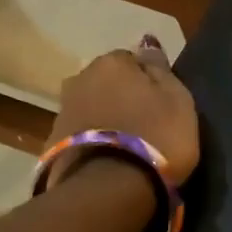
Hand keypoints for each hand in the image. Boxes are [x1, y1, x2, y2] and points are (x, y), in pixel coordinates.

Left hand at [47, 35, 199, 184]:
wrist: (109, 188)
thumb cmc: (156, 137)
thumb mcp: (178, 100)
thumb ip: (161, 70)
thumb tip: (147, 43)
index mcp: (112, 62)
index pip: (132, 59)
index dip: (147, 80)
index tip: (160, 102)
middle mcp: (80, 78)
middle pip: (106, 82)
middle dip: (121, 96)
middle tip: (144, 122)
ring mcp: (62, 111)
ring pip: (91, 106)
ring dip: (105, 118)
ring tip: (125, 143)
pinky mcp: (53, 143)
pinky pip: (81, 134)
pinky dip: (93, 139)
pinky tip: (108, 157)